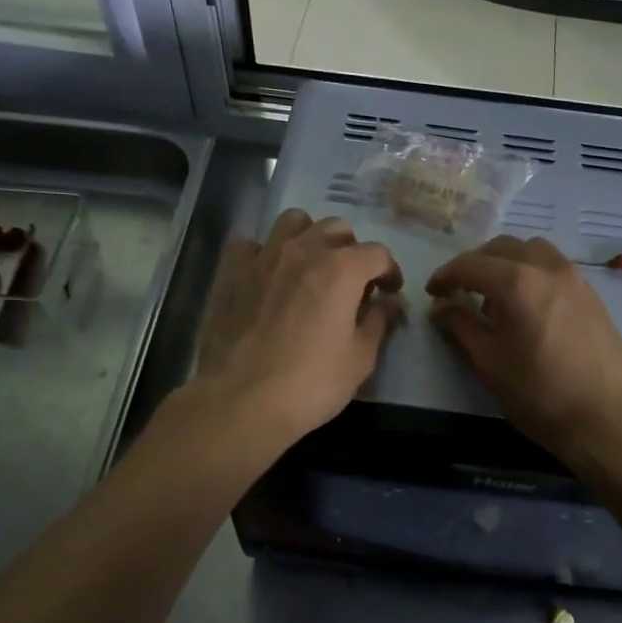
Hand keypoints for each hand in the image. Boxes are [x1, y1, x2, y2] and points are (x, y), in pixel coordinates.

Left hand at [195, 209, 402, 445]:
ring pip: (293, 222)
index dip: (390, 272)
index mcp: (342, 269)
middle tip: (351, 281)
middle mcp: (304, 250)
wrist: (242, 400)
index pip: (378, 253)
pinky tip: (266, 272)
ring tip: (310, 265)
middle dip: (351, 250)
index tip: (389, 292)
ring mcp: (263, 256)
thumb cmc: (311, 384)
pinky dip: (263, 251)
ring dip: (309, 237)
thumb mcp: (360, 359)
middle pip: (337, 229)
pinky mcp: (231, 271)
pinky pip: (249, 242)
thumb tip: (388, 303)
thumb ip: (378, 322)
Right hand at [426, 235, 621, 461]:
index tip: (432, 293)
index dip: (446, 275)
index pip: (471, 264)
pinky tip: (529, 308)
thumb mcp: (489, 363)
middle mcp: (548, 268)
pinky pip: (555, 268)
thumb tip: (441, 308)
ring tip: (498, 296)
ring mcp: (576, 279)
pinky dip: (533, 274)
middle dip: (477, 264)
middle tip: (461, 290)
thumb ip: (461, 327)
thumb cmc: (539, 394)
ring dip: (508, 263)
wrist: (606, 418)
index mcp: (518, 282)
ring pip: (534, 251)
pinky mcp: (593, 296)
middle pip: (504, 247)